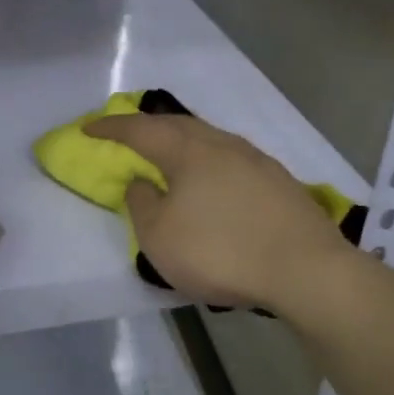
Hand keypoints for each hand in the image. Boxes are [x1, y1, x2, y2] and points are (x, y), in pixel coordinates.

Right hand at [83, 113, 358, 315]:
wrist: (305, 269)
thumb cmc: (220, 252)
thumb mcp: (160, 238)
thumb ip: (142, 204)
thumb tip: (142, 181)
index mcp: (188, 151)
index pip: (140, 130)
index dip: (111, 128)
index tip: (88, 127)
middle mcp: (223, 144)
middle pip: (179, 125)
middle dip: (150, 127)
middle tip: (130, 135)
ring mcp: (257, 161)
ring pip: (210, 140)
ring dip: (184, 143)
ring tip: (171, 156)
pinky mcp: (280, 182)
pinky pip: (232, 160)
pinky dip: (210, 163)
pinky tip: (213, 182)